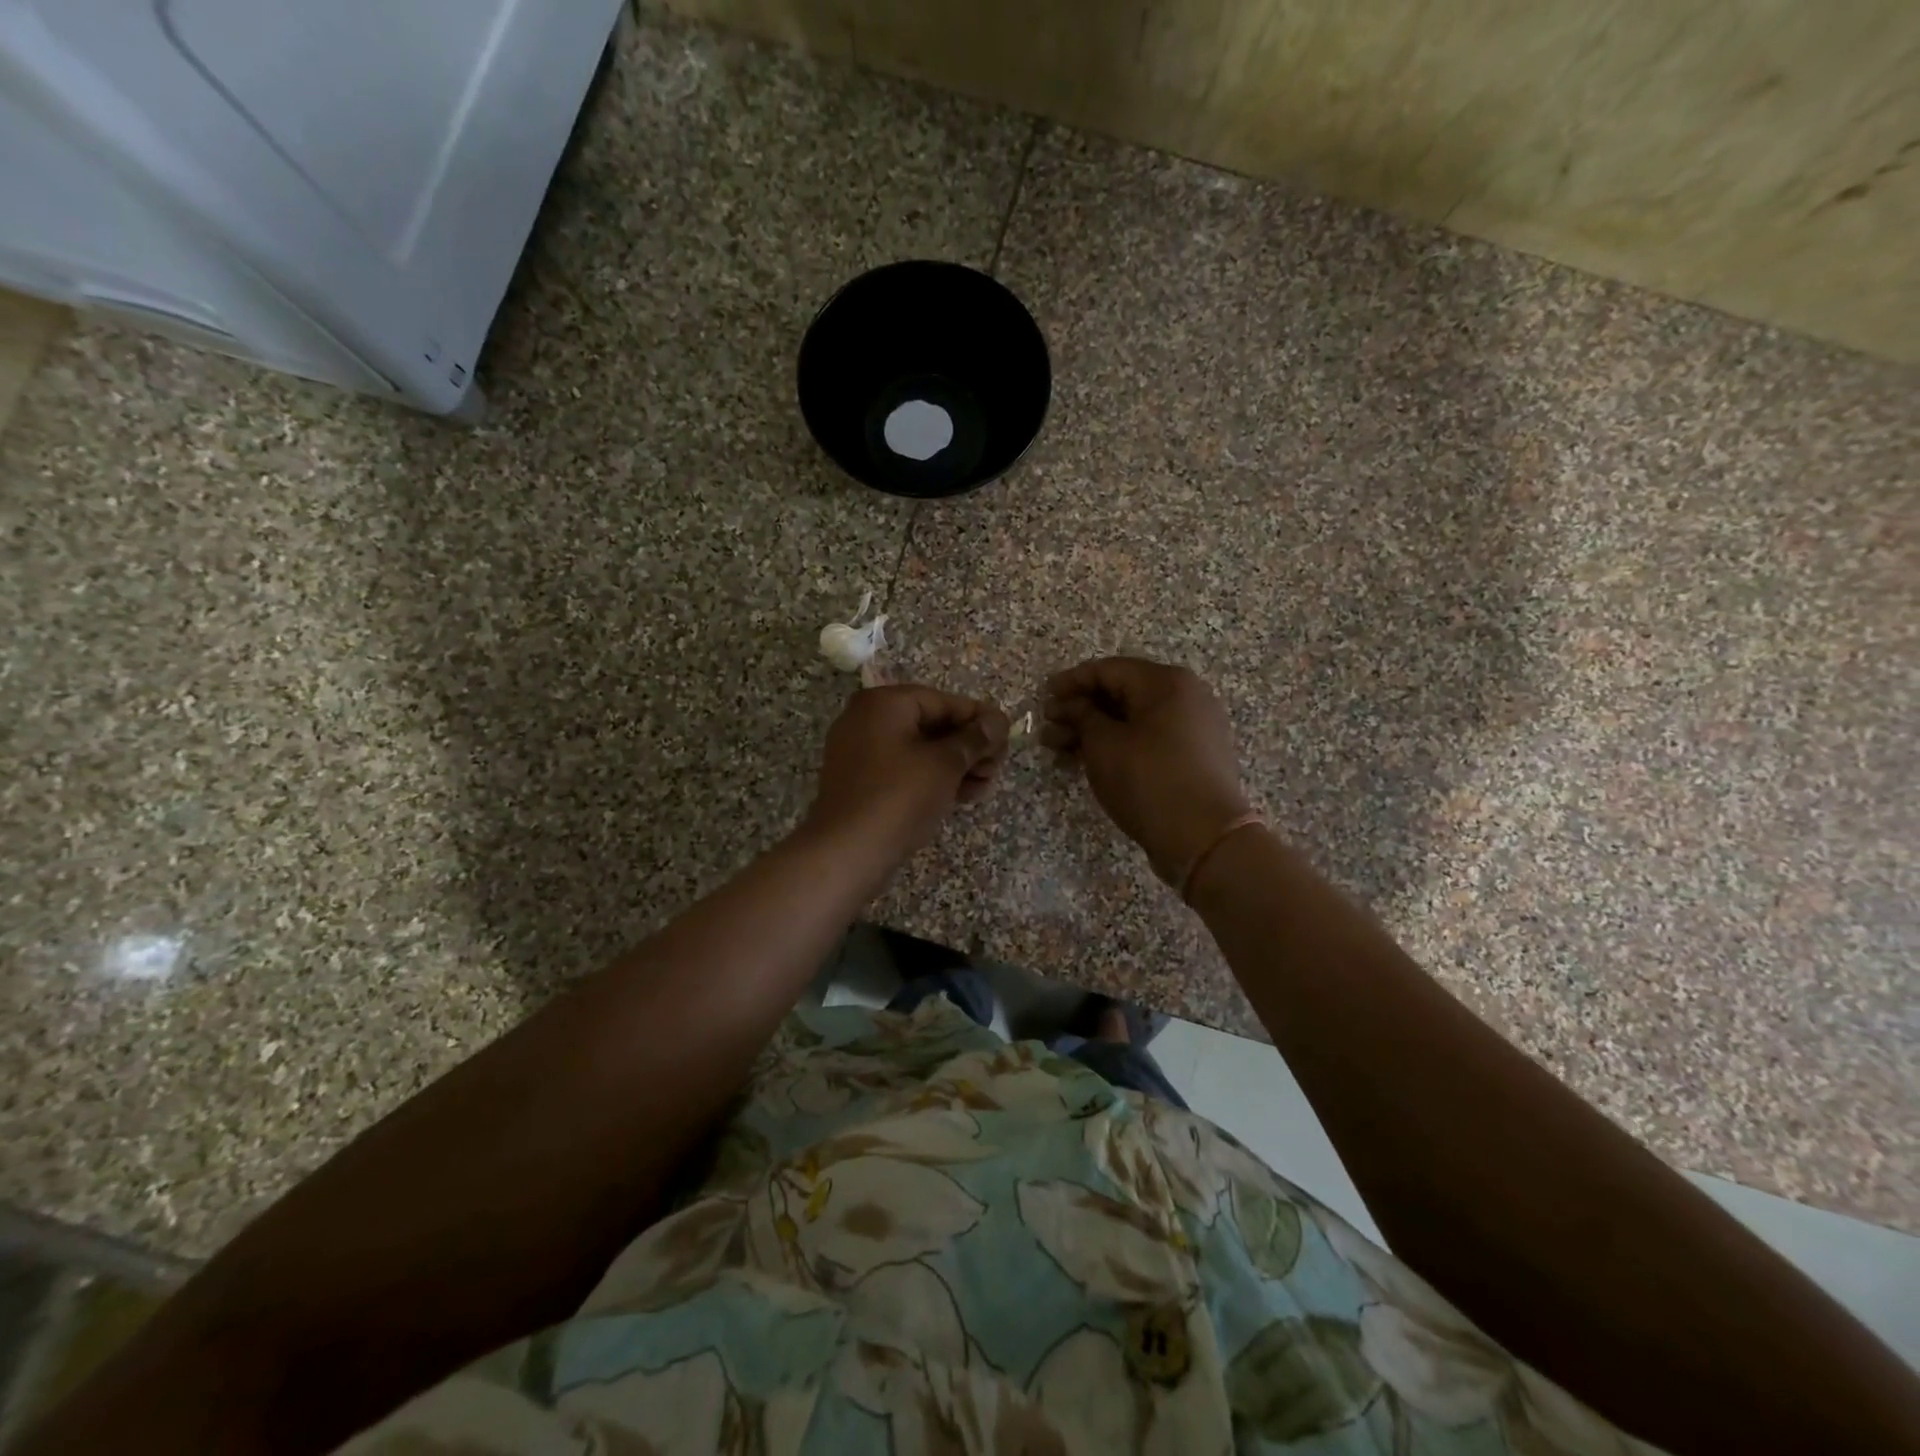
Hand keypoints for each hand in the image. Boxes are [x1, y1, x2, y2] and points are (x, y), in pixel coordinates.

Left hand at [804, 685, 1009, 865]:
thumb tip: (997, 721)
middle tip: (997, 767)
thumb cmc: (899, 797)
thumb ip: (974, 738)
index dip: (978, 718)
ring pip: (920, 750)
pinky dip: (933, 779)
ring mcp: (861, 752)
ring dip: (956, 765)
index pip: (943, 701)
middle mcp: (867, 720)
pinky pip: (905, 770)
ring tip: (985, 786)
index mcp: (884, 704)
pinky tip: (964, 796)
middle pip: (932, 724)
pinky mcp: (862, 782)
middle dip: (969, 746)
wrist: (847, 852)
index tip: (1007, 736)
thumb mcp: (945, 764)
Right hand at [1042, 657, 1251, 882]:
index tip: (1043, 696)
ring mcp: (1193, 728)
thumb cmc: (1149, 781)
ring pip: (1133, 720)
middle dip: (1080, 710)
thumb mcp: (1104, 745)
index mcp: (1167, 683)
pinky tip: (1087, 762)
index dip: (1072, 681)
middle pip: (1122, 694)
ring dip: (1093, 732)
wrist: (1205, 839)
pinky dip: (1117, 746)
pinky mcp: (1193, 757)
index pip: (1109, 670)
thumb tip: (1070, 704)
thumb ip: (1082, 716)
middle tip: (1048, 728)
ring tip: (1057, 750)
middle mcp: (1186, 697)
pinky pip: (1148, 740)